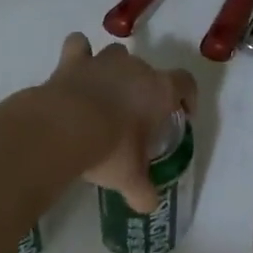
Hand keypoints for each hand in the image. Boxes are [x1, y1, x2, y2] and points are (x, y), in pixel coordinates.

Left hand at [43, 34, 196, 212]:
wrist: (64, 127)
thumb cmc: (110, 149)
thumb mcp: (131, 178)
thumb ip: (143, 192)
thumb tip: (149, 206)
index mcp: (159, 90)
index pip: (185, 83)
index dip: (187, 96)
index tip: (183, 112)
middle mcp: (135, 68)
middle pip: (149, 70)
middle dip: (145, 89)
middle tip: (136, 117)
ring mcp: (102, 61)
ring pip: (116, 54)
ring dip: (114, 69)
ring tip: (106, 93)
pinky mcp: (72, 61)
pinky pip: (78, 46)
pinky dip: (79, 54)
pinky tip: (76, 68)